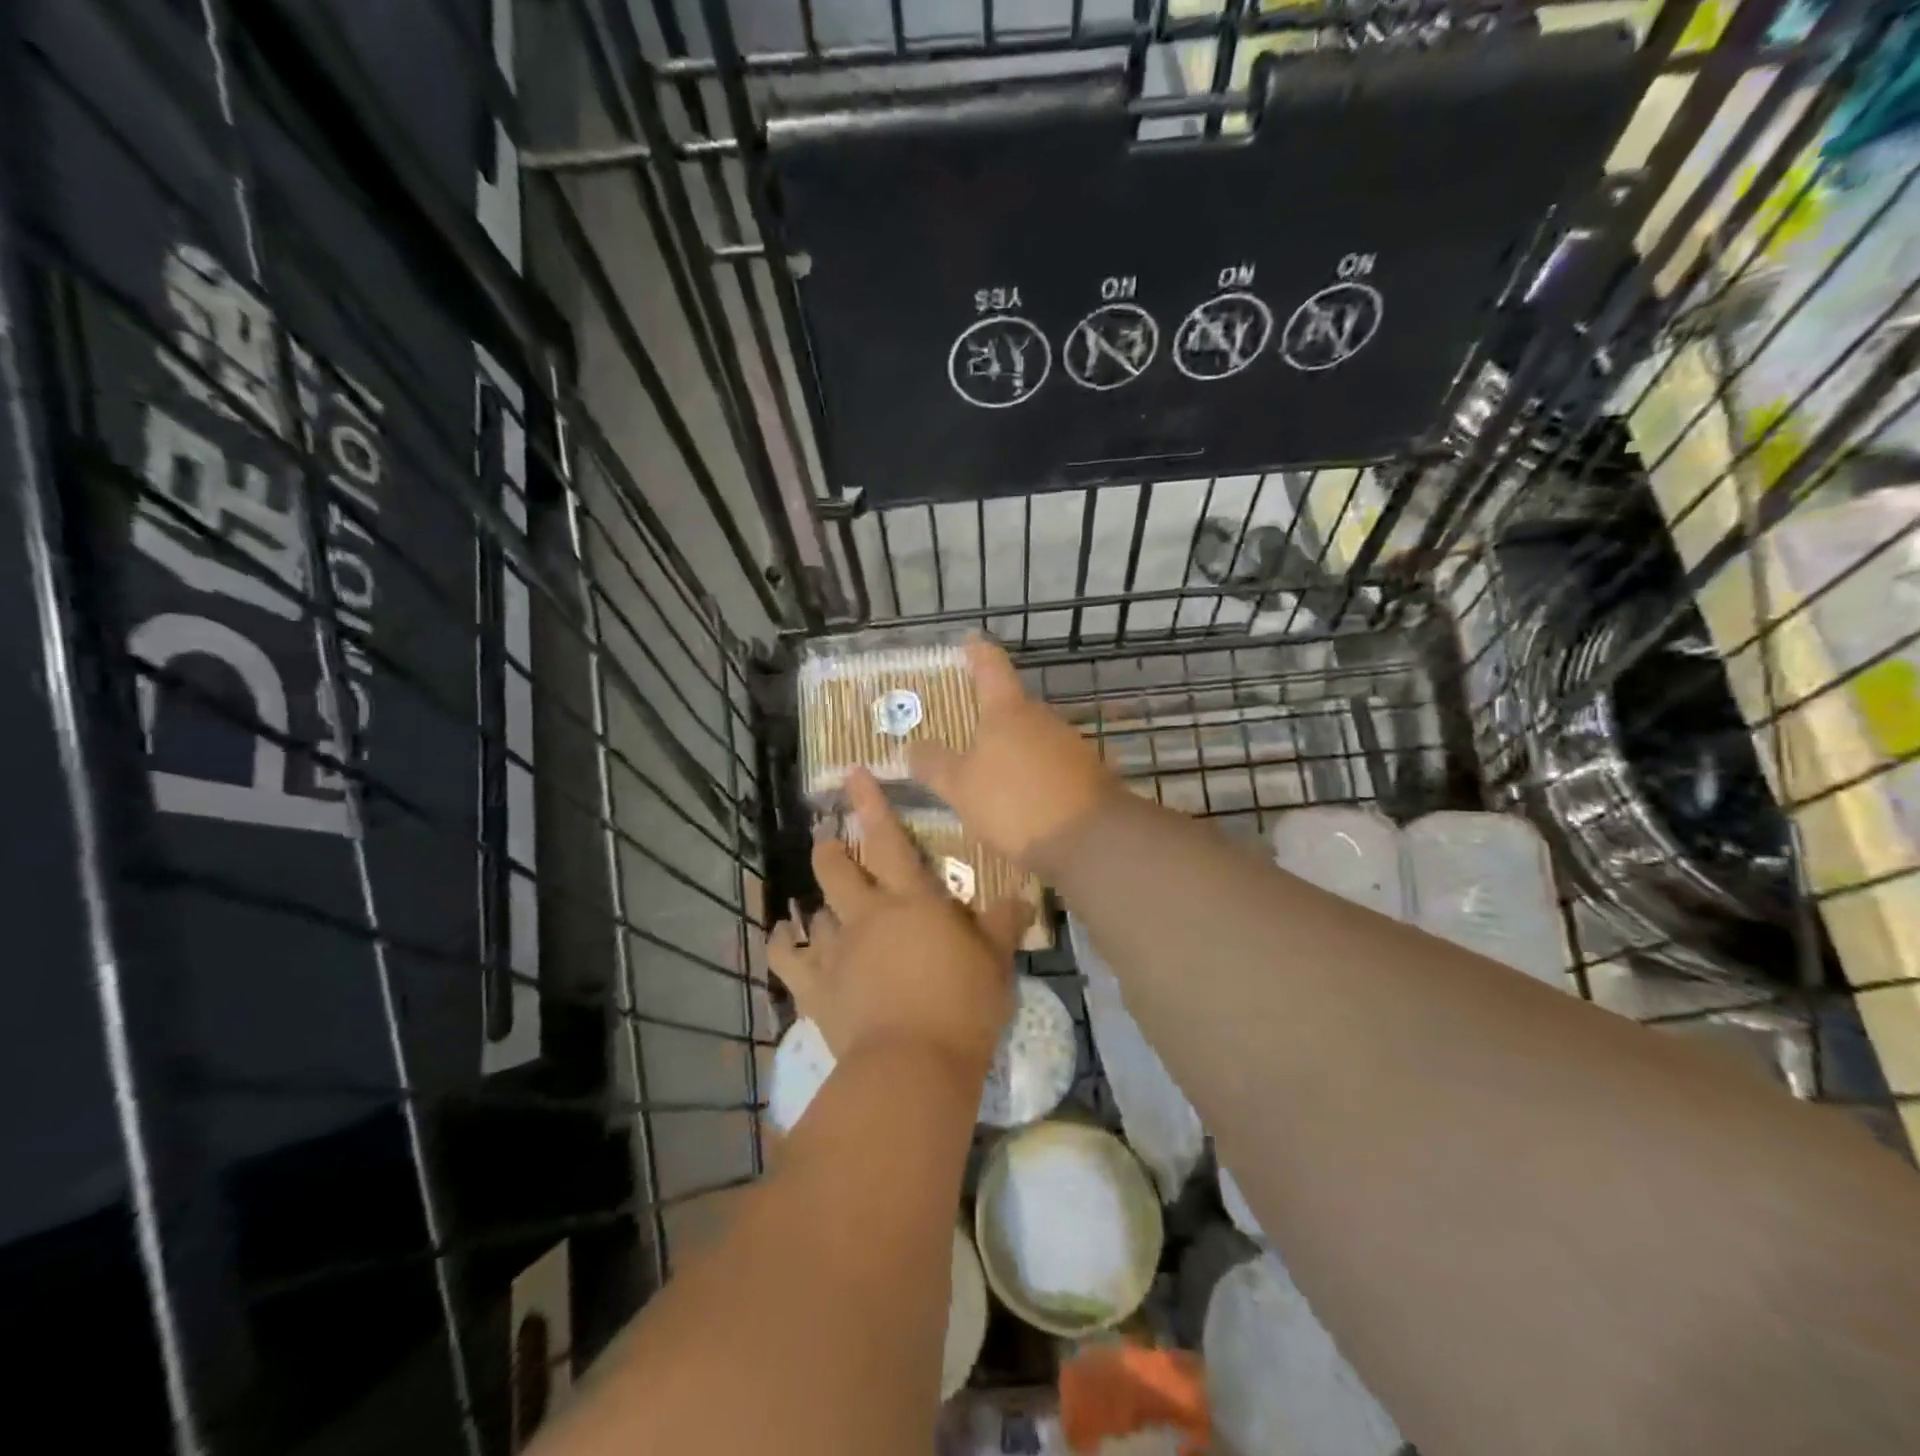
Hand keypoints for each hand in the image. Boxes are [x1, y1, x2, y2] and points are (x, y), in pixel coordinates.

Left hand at [767, 769, 1028, 1074]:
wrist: (915, 1064)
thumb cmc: (963, 1005)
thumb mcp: (995, 962)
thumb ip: (1002, 924)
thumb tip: (1019, 897)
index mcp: (912, 901)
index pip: (888, 839)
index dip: (870, 804)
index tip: (851, 775)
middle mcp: (867, 915)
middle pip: (836, 868)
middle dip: (831, 849)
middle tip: (830, 841)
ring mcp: (836, 951)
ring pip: (816, 910)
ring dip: (818, 901)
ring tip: (820, 902)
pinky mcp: (815, 988)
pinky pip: (788, 956)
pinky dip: (784, 941)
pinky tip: (786, 933)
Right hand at [908, 639, 1120, 868]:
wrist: (1090, 840)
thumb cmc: (1015, 803)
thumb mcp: (961, 788)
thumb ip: (935, 765)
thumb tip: (914, 747)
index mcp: (1008, 711)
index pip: (990, 666)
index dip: (977, 652)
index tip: (970, 640)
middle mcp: (1042, 718)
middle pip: (1013, 707)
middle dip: (991, 717)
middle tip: (966, 731)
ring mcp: (1070, 745)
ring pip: (1033, 739)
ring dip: (1013, 751)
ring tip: (990, 776)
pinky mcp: (1088, 774)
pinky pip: (1051, 767)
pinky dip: (1034, 776)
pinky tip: (1022, 802)